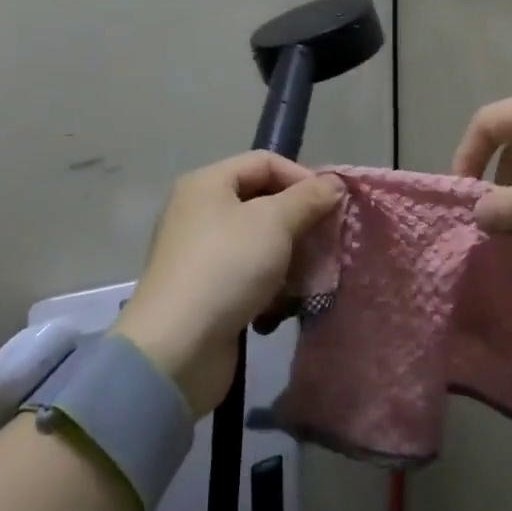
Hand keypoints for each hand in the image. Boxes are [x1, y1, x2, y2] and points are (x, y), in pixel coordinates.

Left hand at [115, 152, 341, 416]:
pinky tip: (285, 305)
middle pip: (262, 201)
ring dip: (290, 257)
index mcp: (208, 183)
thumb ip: (308, 198)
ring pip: (259, 242)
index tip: (332, 205)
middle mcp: (199, 211)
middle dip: (299, 220)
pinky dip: (270, 285)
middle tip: (328, 241)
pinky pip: (247, 275)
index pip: (265, 162)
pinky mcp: (205, 292)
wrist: (177, 348)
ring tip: (312, 276)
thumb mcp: (275, 223)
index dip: (301, 177)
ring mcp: (200, 253)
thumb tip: (334, 183)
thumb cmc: (227, 267)